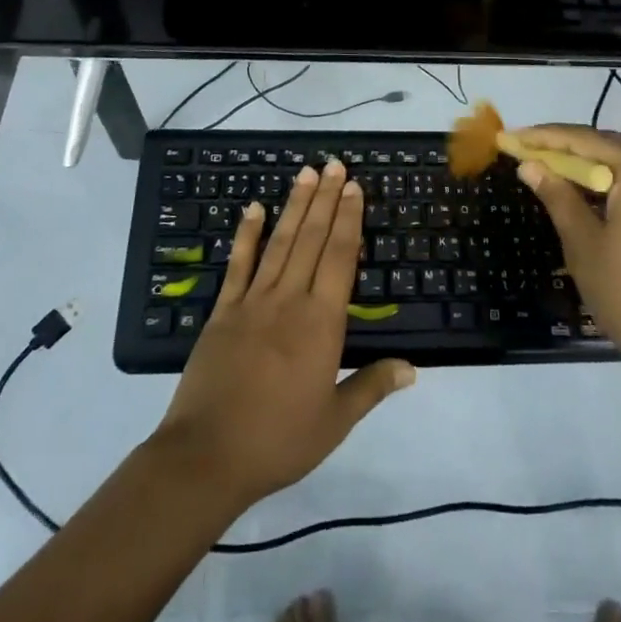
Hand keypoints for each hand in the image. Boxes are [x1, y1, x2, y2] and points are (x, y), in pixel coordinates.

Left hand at [149, 161, 414, 511]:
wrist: (207, 456)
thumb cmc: (278, 440)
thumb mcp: (334, 421)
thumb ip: (372, 387)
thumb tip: (413, 368)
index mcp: (322, 323)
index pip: (340, 257)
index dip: (349, 219)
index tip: (354, 188)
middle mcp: (290, 299)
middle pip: (312, 238)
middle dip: (326, 199)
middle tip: (335, 165)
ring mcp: (252, 301)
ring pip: (280, 242)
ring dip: (295, 205)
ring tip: (306, 173)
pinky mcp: (223, 311)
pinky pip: (238, 264)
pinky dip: (247, 234)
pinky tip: (254, 208)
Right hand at [514, 125, 620, 383]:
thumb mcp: (584, 245)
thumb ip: (558, 197)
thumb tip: (531, 165)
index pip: (587, 141)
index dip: (546, 136)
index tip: (514, 138)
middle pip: (611, 148)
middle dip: (568, 147)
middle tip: (530, 150)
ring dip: (591, 166)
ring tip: (553, 170)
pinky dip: (614, 185)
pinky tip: (591, 197)